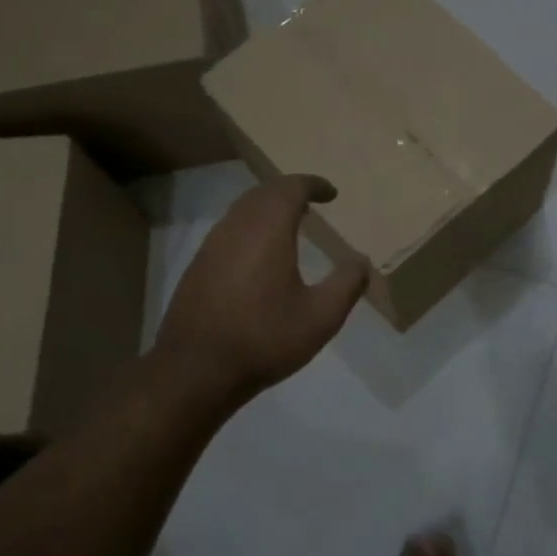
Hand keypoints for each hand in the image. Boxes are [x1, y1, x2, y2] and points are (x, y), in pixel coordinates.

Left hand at [154, 175, 368, 404]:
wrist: (195, 370)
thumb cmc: (264, 339)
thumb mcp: (320, 317)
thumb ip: (346, 284)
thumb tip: (361, 262)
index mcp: (267, 230)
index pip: (290, 188)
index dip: (313, 184)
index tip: (331, 193)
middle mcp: (236, 227)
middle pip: (263, 193)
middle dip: (288, 191)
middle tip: (311, 201)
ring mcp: (211, 246)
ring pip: (241, 211)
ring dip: (267, 208)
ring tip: (289, 223)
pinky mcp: (198, 267)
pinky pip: (229, 231)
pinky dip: (250, 228)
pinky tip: (259, 254)